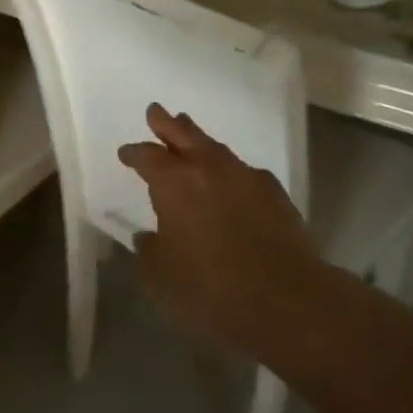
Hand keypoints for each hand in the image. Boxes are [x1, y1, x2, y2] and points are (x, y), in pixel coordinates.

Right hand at [117, 104, 318, 356]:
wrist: (288, 300)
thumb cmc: (212, 290)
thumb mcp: (161, 279)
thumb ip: (149, 252)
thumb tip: (147, 237)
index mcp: (174, 184)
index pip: (147, 157)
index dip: (134, 153)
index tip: (125, 152)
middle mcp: (208, 169)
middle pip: (183, 134)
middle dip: (167, 124)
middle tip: (156, 112)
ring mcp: (246, 177)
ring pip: (216, 148)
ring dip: (199, 141)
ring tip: (191, 136)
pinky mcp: (275, 193)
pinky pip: (244, 171)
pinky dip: (231, 170)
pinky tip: (232, 180)